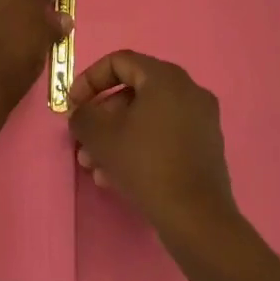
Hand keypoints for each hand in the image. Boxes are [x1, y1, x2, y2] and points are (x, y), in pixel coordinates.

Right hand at [68, 50, 237, 239]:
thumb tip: (81, 111)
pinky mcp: (206, 146)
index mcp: (165, 77)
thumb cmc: (145, 164)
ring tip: (96, 168)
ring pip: (147, 118)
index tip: (73, 106)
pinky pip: (165, 135)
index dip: (89, 80)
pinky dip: (140, 146)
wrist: (196, 218)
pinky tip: (118, 177)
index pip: (119, 62)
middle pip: (133, 92)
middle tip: (83, 142)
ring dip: (117, 137)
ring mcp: (201, 119)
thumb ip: (82, 115)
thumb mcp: (100, 136)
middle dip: (102, 117)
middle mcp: (188, 90)